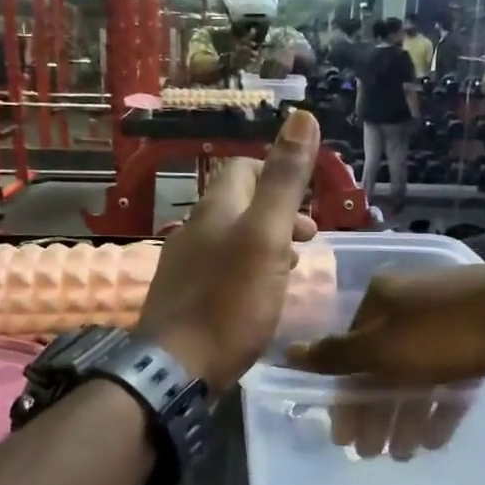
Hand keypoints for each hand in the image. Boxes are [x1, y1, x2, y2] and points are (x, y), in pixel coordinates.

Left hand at [136, 110, 319, 393]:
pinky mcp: (185, 300)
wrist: (176, 369)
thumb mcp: (265, 237)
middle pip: (239, 206)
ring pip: (232, 241)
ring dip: (266, 245)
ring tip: (292, 269)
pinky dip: (248, 272)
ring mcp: (186, 267)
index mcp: (215, 211)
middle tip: (308, 239)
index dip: (276, 174)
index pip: (243, 169)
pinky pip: (223, 272)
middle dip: (277, 214)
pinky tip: (261, 298)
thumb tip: (301, 115)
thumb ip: (284, 181)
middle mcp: (195, 231)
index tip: (305, 203)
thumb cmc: (228, 302)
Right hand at [287, 265, 484, 457]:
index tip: (344, 437)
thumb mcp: (381, 349)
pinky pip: (450, 377)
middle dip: (377, 413)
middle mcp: (409, 306)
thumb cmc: (443, 333)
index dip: (345, 397)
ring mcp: (447, 321)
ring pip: (416, 374)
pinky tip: (435, 438)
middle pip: (382, 366)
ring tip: (404, 453)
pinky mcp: (479, 338)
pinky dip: (440, 406)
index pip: (350, 353)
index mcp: (381, 301)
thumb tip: (288, 352)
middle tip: (373, 454)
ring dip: (406, 415)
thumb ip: (335, 356)